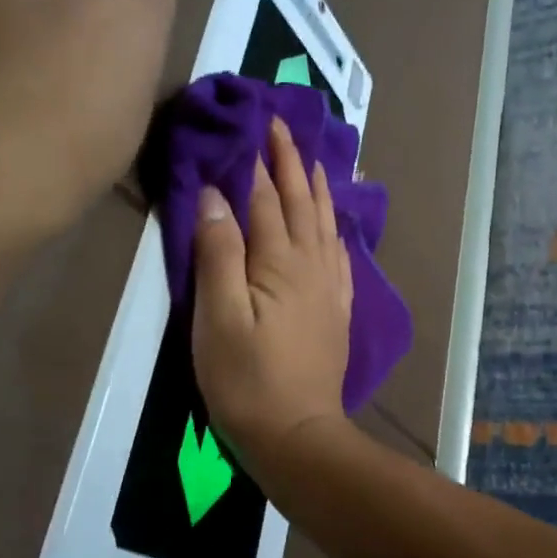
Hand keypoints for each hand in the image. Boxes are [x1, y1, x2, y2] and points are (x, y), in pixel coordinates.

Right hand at [191, 116, 354, 476]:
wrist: (297, 433)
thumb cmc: (245, 379)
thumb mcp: (218, 317)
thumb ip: (218, 253)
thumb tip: (215, 194)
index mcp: (279, 262)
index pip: (266, 200)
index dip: (257, 163)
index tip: (253, 124)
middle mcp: (312, 265)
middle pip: (301, 203)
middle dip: (291, 162)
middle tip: (284, 125)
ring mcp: (330, 288)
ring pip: (326, 224)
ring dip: (317, 188)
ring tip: (314, 160)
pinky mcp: (337, 311)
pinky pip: (341, 255)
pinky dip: (336, 229)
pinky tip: (336, 225)